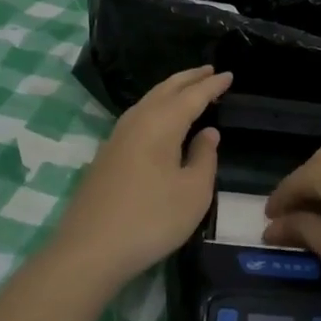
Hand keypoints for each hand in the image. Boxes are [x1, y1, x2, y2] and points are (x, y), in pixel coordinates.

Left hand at [50, 66, 231, 292]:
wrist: (90, 249)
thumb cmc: (151, 219)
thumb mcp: (193, 192)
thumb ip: (204, 157)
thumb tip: (207, 133)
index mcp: (162, 123)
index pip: (193, 95)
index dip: (212, 85)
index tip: (229, 74)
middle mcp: (138, 120)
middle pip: (166, 89)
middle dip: (189, 78)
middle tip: (210, 71)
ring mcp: (117, 136)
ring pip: (149, 100)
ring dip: (171, 90)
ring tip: (188, 89)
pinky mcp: (107, 154)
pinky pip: (138, 116)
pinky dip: (156, 107)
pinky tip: (160, 119)